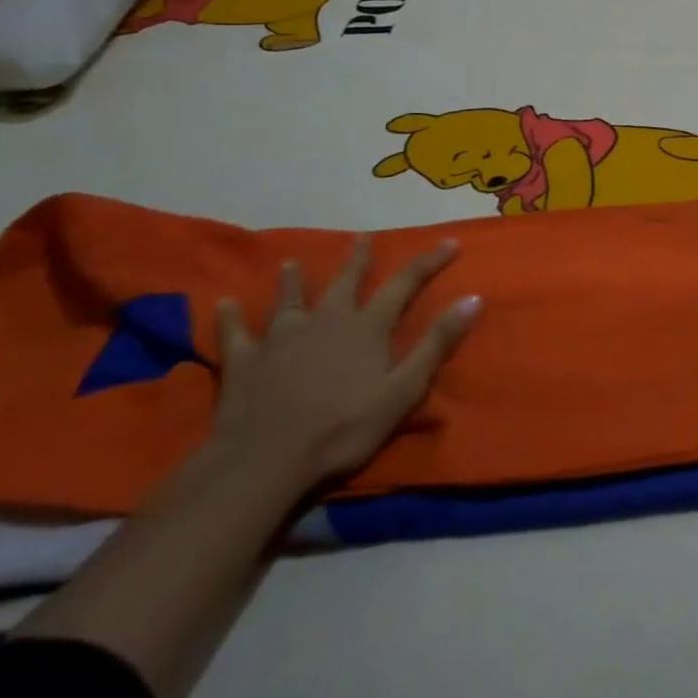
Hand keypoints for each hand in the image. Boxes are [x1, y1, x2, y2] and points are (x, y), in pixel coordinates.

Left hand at [213, 236, 480, 487]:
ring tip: (292, 262)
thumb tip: (473, 298)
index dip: (429, 262)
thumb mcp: (404, 389)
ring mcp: (281, 338)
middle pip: (345, 282)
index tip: (450, 241)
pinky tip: (223, 303)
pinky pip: (235, 333)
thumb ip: (437, 342)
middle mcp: (326, 320)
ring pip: (290, 300)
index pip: (405, 284)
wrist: (265, 460)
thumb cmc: (343, 427)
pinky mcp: (244, 361)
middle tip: (363, 238)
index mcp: (367, 327)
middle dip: (357, 259)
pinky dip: (230, 317)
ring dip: (293, 281)